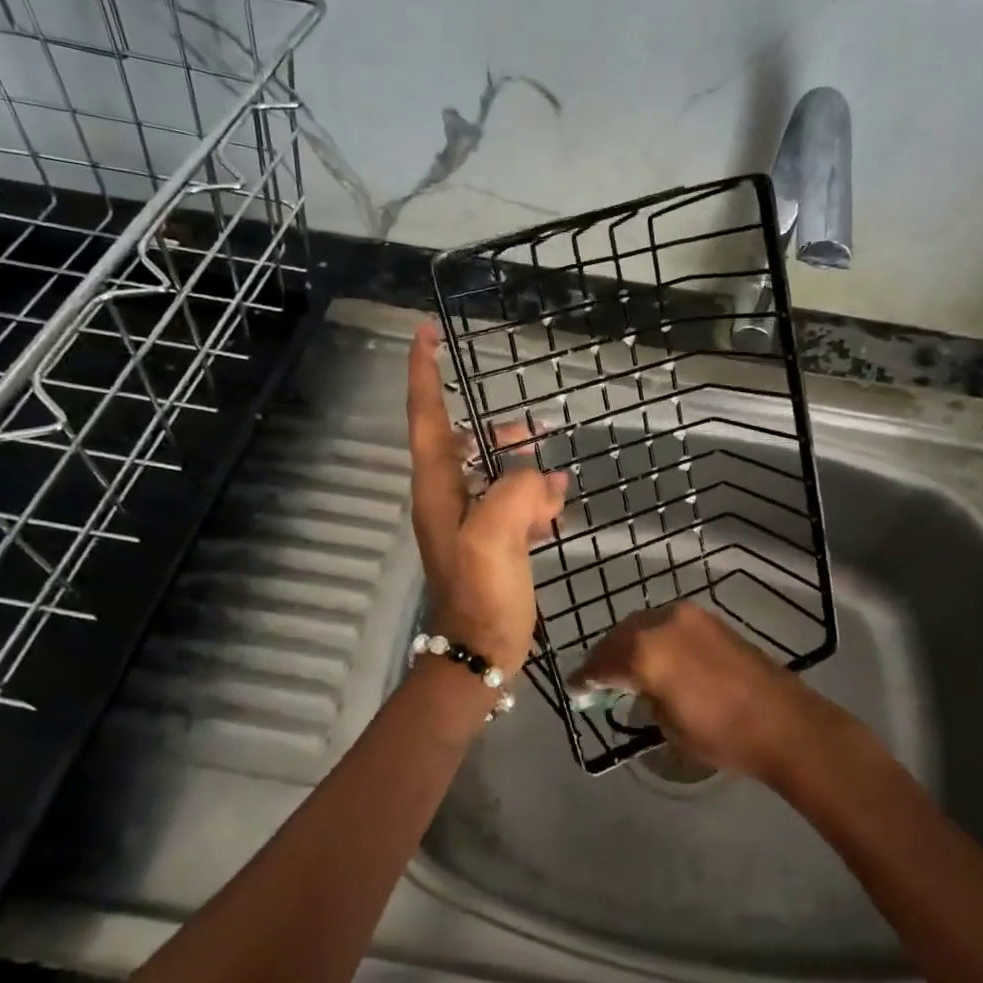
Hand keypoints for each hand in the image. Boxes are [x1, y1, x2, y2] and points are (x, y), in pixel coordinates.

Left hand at [406, 322, 565, 674]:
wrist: (481, 649)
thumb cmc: (481, 592)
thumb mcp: (495, 536)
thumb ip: (517, 490)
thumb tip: (539, 477)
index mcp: (437, 487)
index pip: (426, 416)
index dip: (424, 373)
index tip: (426, 333)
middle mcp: (447, 496)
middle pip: (468, 442)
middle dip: (502, 434)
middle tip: (538, 430)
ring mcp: (469, 519)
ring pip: (497, 473)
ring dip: (526, 471)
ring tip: (558, 485)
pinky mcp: (490, 540)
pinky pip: (512, 502)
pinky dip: (534, 498)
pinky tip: (558, 505)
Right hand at [571, 602, 823, 781]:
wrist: (782, 721)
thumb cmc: (720, 733)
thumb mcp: (667, 724)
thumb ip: (642, 697)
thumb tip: (634, 688)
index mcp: (645, 651)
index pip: (602, 662)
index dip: (586, 678)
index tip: (576, 690)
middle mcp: (661, 622)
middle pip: (620, 635)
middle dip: (606, 656)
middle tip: (597, 678)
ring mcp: (687, 615)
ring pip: (643, 625)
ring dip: (630, 643)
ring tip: (625, 668)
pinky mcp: (708, 618)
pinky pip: (667, 624)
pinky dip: (654, 638)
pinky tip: (655, 657)